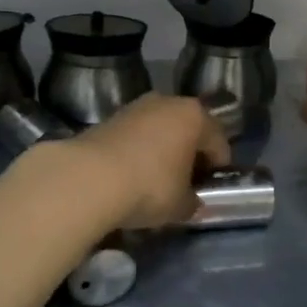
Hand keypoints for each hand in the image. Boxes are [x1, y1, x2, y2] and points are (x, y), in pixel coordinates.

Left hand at [72, 94, 233, 228]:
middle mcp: (168, 102)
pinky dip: (138, 152)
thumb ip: (193, 203)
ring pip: (160, 130)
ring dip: (162, 151)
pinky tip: (132, 176)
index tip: (211, 189)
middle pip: (188, 130)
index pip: (219, 142)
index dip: (218, 168)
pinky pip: (135, 136)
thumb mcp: (180, 204)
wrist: (88, 178)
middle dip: (190, 154)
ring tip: (157, 180)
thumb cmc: (150, 186)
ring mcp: (136, 107)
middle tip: (186, 183)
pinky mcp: (109, 118)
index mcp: (195, 116)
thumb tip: (193, 204)